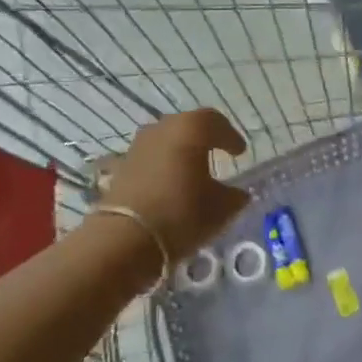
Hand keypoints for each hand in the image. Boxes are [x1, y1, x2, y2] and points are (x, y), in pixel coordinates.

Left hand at [102, 109, 249, 261]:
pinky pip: (150, 157)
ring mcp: (139, 144)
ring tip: (191, 170)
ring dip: (180, 150)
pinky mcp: (122, 164)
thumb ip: (233, 197)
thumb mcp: (219, 209)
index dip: (230, 136)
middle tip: (217, 154)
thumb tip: (239, 194)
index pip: (216, 123)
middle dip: (204, 139)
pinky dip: (162, 164)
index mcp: (192, 128)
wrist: (124, 238)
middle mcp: (164, 126)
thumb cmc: (181, 214)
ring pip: (167, 139)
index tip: (239, 152)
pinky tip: (167, 183)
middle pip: (189, 126)